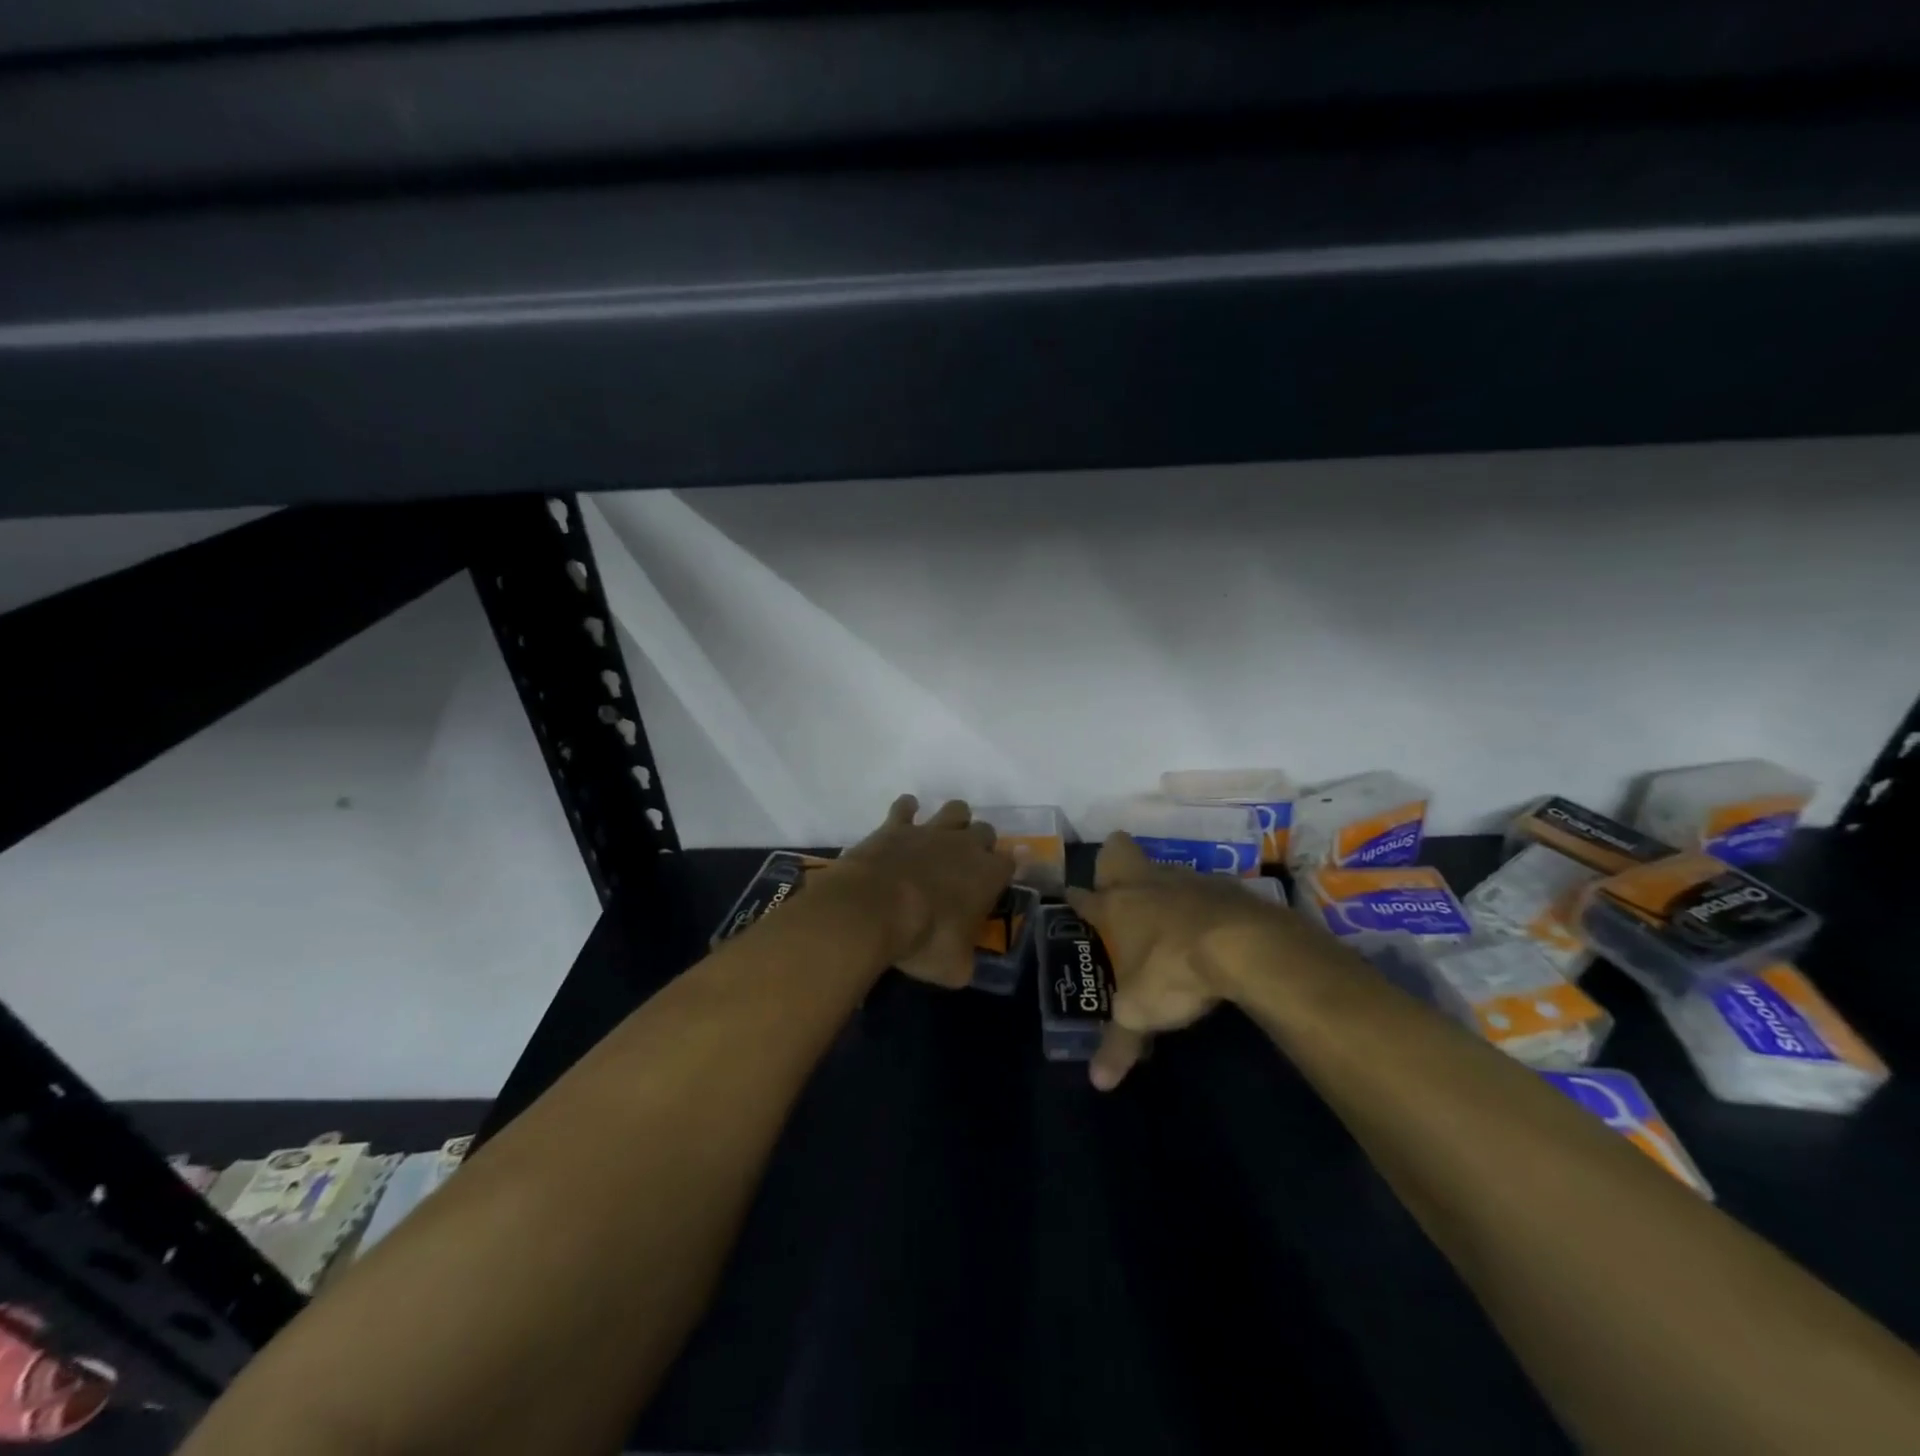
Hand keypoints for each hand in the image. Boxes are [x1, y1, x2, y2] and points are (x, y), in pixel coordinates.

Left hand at [819, 795, 1014, 988]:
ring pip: (956, 809)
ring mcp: (930, 831)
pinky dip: (907, 810)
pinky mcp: (897, 826)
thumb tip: (963, 965)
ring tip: (942, 836)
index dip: (1005, 871)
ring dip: (953, 820)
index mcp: (988, 875)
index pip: (1011, 863)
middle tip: (966, 865)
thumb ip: (965, 960)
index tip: (995, 884)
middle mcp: (965, 845)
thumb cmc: (923, 939)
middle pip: (986, 830)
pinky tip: (904, 818)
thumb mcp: (954, 967)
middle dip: (980, 843)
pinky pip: (906, 806)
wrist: (874, 908)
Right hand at [1066, 833, 1301, 1089]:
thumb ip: (1118, 1043)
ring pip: (1162, 867)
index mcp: (1116, 907)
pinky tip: (1208, 924)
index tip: (1071, 897)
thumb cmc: (1174, 970)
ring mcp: (1186, 879)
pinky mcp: (1224, 885)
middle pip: (1119, 852)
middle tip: (1116, 883)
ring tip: (1166, 911)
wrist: (1242, 945)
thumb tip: (1098, 1082)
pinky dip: (1200, 901)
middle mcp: (1145, 884)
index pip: (1085, 897)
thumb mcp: (1141, 1013)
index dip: (1076, 898)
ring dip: (1160, 883)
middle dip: (1112, 861)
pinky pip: (1202, 886)